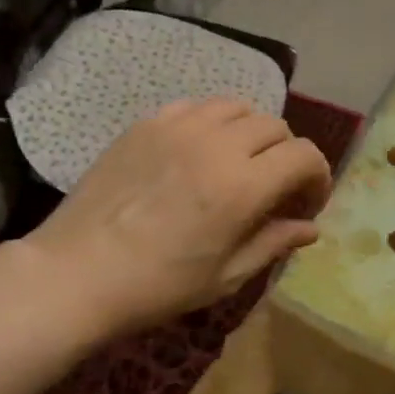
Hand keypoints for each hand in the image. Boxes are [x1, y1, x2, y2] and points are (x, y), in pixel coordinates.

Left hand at [26, 99, 331, 334]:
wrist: (77, 272)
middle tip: (273, 189)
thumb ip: (274, 243)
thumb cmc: (157, 286)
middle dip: (286, 156)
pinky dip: (212, 123)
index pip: (304, 155)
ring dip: (251, 133)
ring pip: (237, 107)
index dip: (317, 177)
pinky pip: (196, 107)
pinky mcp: (147, 123)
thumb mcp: (226, 276)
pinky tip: (198, 152)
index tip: (305, 204)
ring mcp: (178, 127)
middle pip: (275, 127)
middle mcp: (217, 144)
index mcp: (243, 186)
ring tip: (238, 164)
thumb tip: (310, 228)